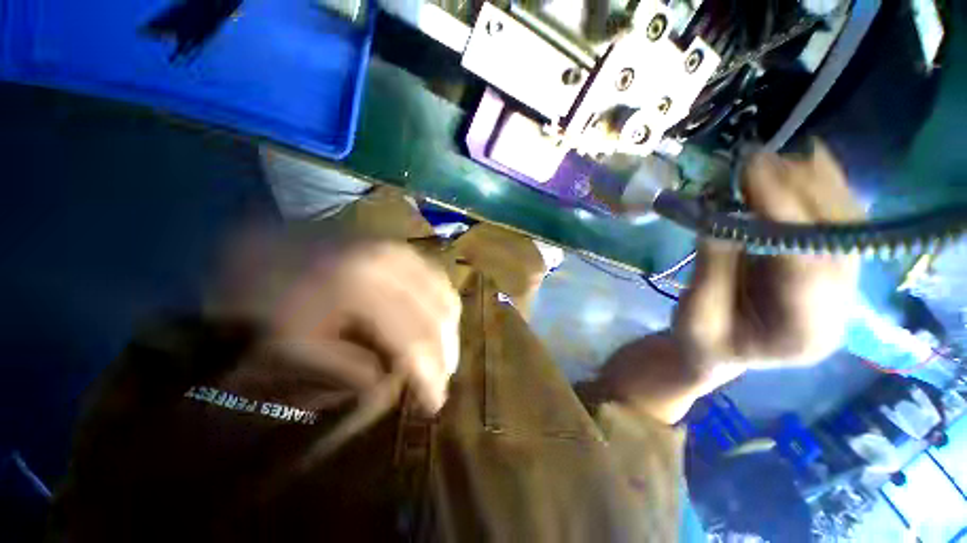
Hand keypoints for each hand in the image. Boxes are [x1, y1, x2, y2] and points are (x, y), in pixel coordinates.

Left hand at [211, 234, 460, 413]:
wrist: (261, 243)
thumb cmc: (268, 297)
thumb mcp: (296, 345)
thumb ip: (349, 370)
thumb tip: (390, 388)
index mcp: (361, 288)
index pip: (412, 338)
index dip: (428, 374)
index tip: (435, 404)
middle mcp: (393, 265)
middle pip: (436, 316)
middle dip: (444, 355)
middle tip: (440, 383)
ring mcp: (402, 252)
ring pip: (445, 296)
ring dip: (449, 332)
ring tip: (442, 359)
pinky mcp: (403, 250)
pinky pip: (439, 280)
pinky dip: (443, 306)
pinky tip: (438, 325)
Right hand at [674, 143, 863, 382]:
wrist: (718, 354)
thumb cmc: (701, 341)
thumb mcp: (695, 315)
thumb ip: (712, 268)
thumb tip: (720, 215)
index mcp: (803, 332)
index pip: (805, 263)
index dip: (782, 213)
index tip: (752, 172)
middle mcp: (837, 308)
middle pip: (836, 240)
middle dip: (802, 192)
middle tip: (760, 159)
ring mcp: (840, 288)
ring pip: (845, 227)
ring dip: (816, 185)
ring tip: (778, 157)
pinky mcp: (829, 270)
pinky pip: (836, 224)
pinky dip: (823, 191)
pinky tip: (807, 164)